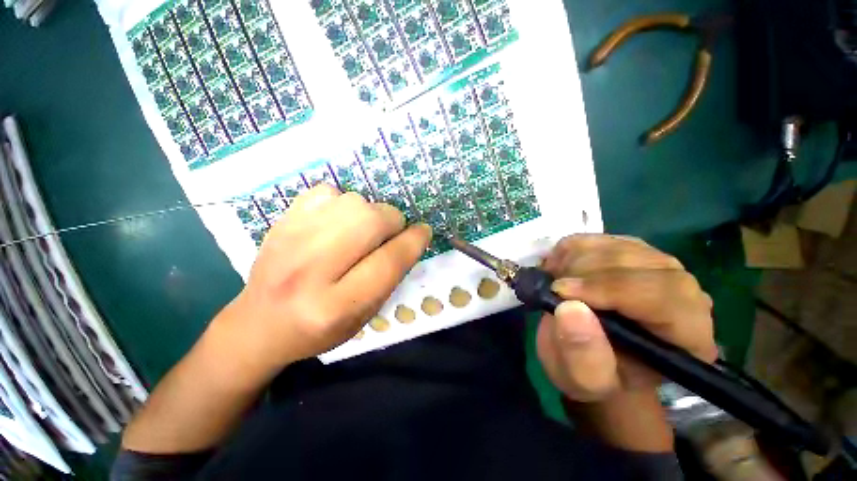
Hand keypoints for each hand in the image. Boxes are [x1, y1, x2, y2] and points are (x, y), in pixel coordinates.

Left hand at [215, 185, 430, 374]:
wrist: (259, 323)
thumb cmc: (319, 329)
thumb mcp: (363, 316)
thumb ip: (389, 278)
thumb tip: (409, 239)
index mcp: (335, 305)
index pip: (388, 261)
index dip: (414, 241)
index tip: (424, 231)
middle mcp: (310, 270)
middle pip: (370, 222)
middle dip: (393, 221)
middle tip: (392, 232)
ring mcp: (290, 240)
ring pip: (352, 201)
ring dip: (371, 212)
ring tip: (364, 229)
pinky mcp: (281, 222)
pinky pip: (326, 192)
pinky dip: (342, 202)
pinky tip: (337, 222)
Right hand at [536, 235, 716, 401]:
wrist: (591, 355)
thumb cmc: (592, 374)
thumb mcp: (582, 380)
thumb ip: (582, 355)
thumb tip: (570, 307)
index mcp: (687, 337)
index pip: (663, 296)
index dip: (608, 289)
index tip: (560, 293)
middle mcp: (683, 294)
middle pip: (639, 263)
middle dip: (584, 272)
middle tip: (552, 288)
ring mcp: (657, 266)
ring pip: (616, 245)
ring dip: (574, 261)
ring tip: (554, 283)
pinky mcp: (630, 250)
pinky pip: (598, 237)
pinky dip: (570, 250)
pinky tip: (560, 270)